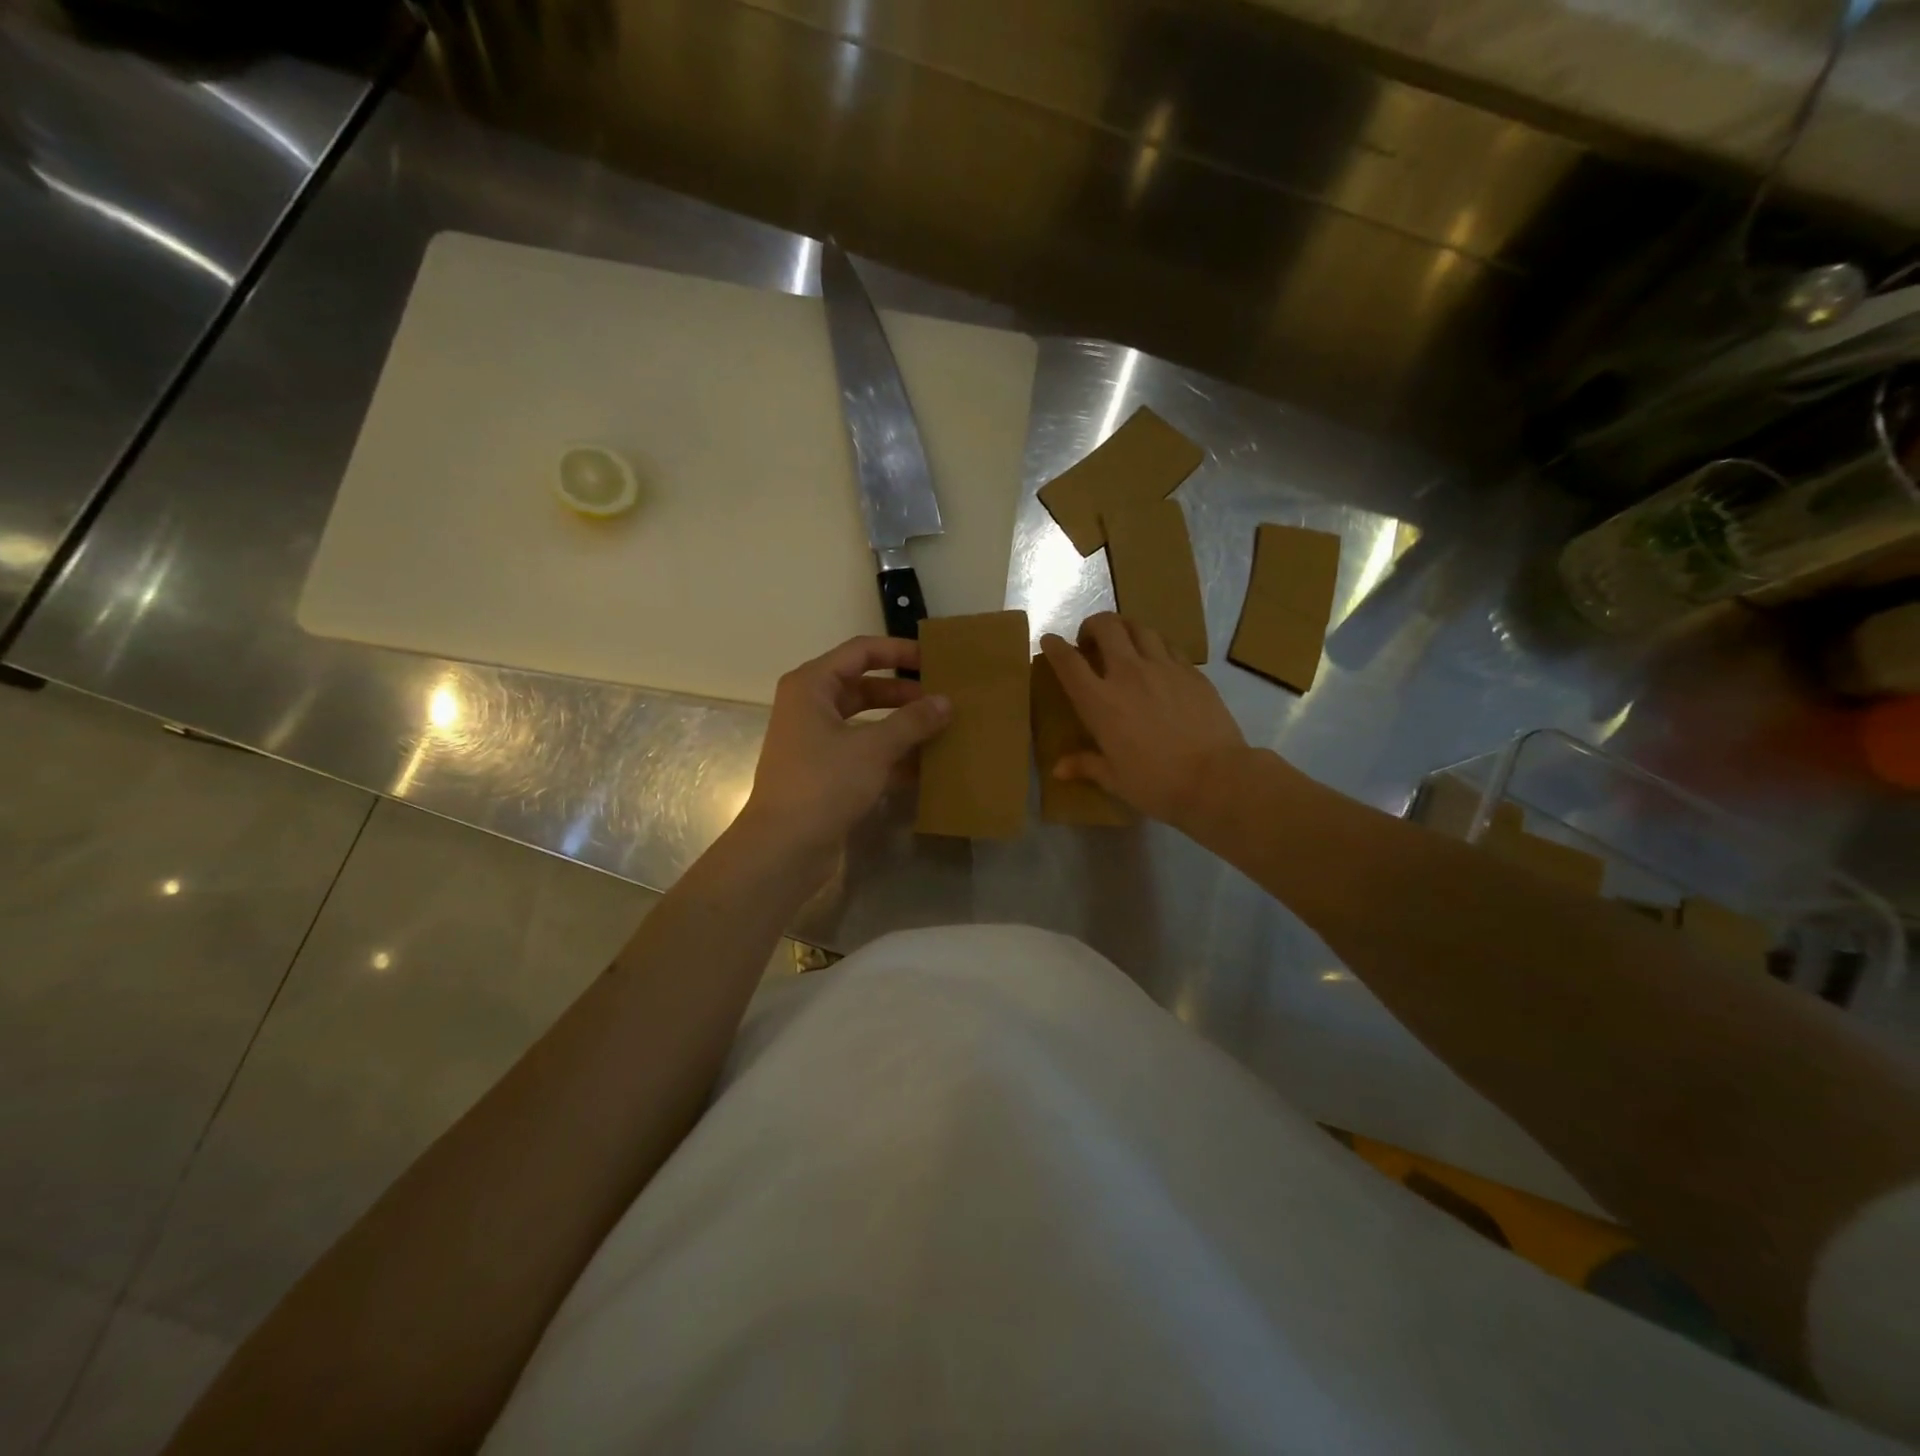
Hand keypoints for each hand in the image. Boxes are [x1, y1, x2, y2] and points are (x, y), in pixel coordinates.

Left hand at [740, 636, 950, 862]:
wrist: (784, 847)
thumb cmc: (824, 783)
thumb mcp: (873, 748)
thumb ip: (912, 721)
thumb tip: (945, 701)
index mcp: (812, 686)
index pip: (861, 651)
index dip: (899, 651)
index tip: (935, 660)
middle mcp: (810, 707)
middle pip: (864, 687)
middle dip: (904, 693)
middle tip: (944, 699)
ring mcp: (816, 742)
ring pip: (866, 722)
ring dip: (901, 726)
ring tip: (941, 730)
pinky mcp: (824, 772)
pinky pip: (863, 752)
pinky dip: (891, 755)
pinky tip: (926, 766)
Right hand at [1040, 613, 1246, 829]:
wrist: (1216, 778)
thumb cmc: (1156, 783)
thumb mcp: (1114, 779)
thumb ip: (1086, 765)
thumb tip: (1058, 769)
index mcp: (1100, 701)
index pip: (1069, 662)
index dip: (1055, 647)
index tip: (1049, 641)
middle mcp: (1128, 674)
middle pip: (1106, 627)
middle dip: (1092, 625)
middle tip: (1090, 640)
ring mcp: (1164, 668)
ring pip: (1139, 627)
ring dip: (1124, 628)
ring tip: (1123, 641)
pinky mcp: (1192, 671)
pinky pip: (1168, 645)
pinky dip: (1154, 644)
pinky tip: (1156, 659)